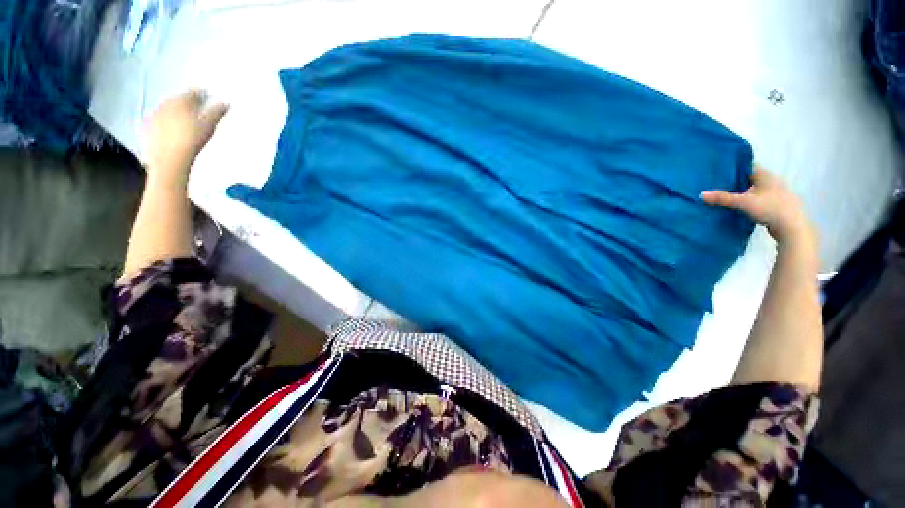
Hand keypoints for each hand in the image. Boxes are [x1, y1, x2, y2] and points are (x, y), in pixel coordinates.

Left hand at [144, 90, 228, 186]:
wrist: (168, 160)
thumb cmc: (191, 140)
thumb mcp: (209, 126)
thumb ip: (217, 112)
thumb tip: (226, 103)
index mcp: (181, 101)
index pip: (193, 92)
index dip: (202, 94)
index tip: (209, 97)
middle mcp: (165, 104)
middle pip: (179, 99)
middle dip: (188, 103)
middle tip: (198, 109)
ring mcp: (154, 115)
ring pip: (168, 109)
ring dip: (177, 112)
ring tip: (186, 120)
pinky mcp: (148, 127)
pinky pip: (159, 120)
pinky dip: (166, 121)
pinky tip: (173, 129)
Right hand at [701, 166, 816, 246]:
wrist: (792, 227)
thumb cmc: (770, 209)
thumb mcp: (744, 203)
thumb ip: (723, 198)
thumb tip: (700, 194)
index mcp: (766, 175)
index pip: (747, 166)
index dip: (733, 167)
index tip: (718, 171)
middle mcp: (772, 181)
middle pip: (750, 178)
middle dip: (735, 181)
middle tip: (716, 184)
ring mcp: (775, 193)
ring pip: (754, 189)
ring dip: (742, 192)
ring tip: (725, 196)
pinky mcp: (775, 204)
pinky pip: (757, 198)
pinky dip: (748, 200)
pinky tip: (739, 206)